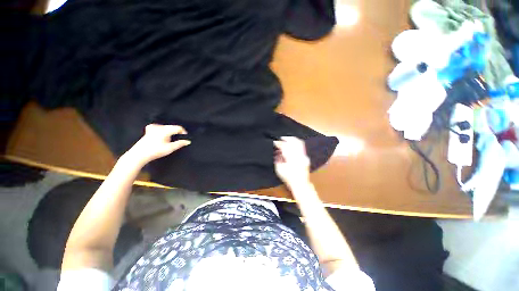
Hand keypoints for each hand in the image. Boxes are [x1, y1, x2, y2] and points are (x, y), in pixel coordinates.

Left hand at [125, 124, 190, 165]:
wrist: (139, 154)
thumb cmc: (155, 151)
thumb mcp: (170, 148)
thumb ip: (180, 144)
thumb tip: (188, 141)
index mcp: (165, 130)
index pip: (178, 127)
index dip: (183, 132)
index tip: (185, 137)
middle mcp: (159, 127)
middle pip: (172, 127)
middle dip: (176, 132)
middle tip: (178, 139)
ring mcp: (153, 127)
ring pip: (166, 127)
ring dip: (170, 131)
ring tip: (170, 138)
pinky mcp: (149, 129)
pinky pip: (159, 127)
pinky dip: (162, 129)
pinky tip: (162, 134)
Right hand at [274, 137, 310, 187]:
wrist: (300, 184)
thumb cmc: (288, 178)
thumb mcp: (279, 169)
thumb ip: (278, 159)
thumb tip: (277, 151)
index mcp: (291, 158)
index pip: (284, 147)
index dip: (279, 143)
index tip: (275, 142)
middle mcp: (298, 155)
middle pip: (293, 142)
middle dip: (286, 138)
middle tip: (281, 138)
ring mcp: (304, 156)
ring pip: (299, 143)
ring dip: (292, 139)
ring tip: (287, 139)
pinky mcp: (306, 157)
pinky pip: (302, 147)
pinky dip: (296, 143)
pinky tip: (293, 144)